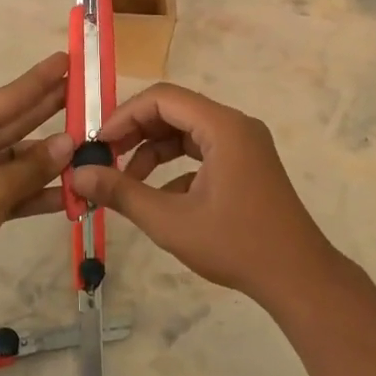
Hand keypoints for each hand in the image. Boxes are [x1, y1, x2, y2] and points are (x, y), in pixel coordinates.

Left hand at [0, 52, 74, 308]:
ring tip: (90, 147)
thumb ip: (34, 166)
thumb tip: (70, 144)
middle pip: (13, 125)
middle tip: (86, 93)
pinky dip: (36, 192)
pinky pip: (11, 190)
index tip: (67, 61)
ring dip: (49, 161)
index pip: (5, 98)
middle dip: (49, 112)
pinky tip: (71, 193)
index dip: (39, 81)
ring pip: (15, 161)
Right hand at [67, 82, 338, 302]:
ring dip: (152, 151)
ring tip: (123, 181)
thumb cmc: (235, 245)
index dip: (124, 115)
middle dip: (135, 133)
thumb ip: (121, 192)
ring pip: (186, 132)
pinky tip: (157, 198)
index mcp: (223, 127)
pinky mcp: (246, 165)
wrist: (298, 278)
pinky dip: (175, 167)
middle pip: (174, 111)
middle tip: (102, 159)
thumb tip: (77, 175)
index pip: (163, 98)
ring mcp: (244, 145)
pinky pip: (202, 152)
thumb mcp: (170, 220)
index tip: (96, 142)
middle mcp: (235, 126)